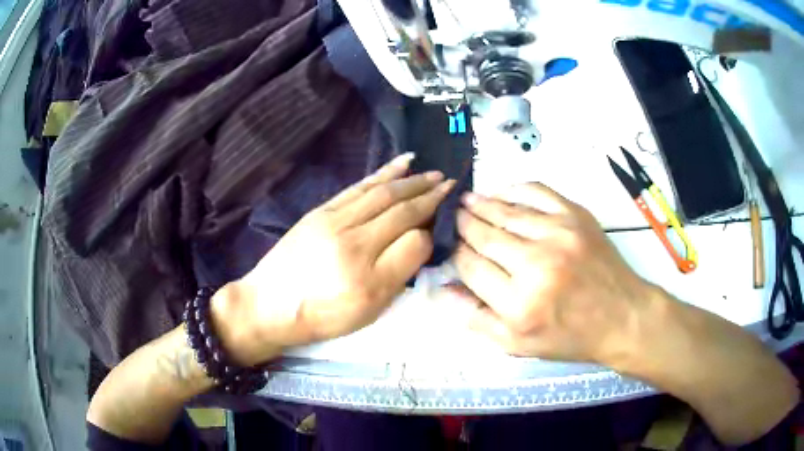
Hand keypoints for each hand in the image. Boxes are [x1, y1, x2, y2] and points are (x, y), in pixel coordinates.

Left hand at [214, 154, 454, 364]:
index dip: (433, 226)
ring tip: (432, 172)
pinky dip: (382, 173)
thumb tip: (420, 240)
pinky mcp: (321, 210)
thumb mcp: (368, 311)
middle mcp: (353, 242)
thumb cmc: (322, 317)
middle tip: (450, 184)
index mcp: (368, 276)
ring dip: (410, 180)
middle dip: (429, 194)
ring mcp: (334, 221)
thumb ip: (398, 275)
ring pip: (381, 193)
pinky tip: (400, 164)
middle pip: (400, 209)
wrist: (270, 305)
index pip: (414, 240)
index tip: (446, 215)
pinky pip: (358, 187)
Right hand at [451, 182, 651, 363]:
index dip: (455, 253)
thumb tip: (441, 289)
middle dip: (463, 223)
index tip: (449, 245)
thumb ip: (476, 318)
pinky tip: (502, 192)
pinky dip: (515, 189)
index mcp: (518, 304)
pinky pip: (537, 192)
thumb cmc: (569, 336)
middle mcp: (536, 264)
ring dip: (481, 203)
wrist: (621, 316)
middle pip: (484, 234)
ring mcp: (559, 234)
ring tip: (466, 200)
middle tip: (451, 215)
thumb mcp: (517, 345)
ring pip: (506, 211)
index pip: (471, 266)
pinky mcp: (576, 216)